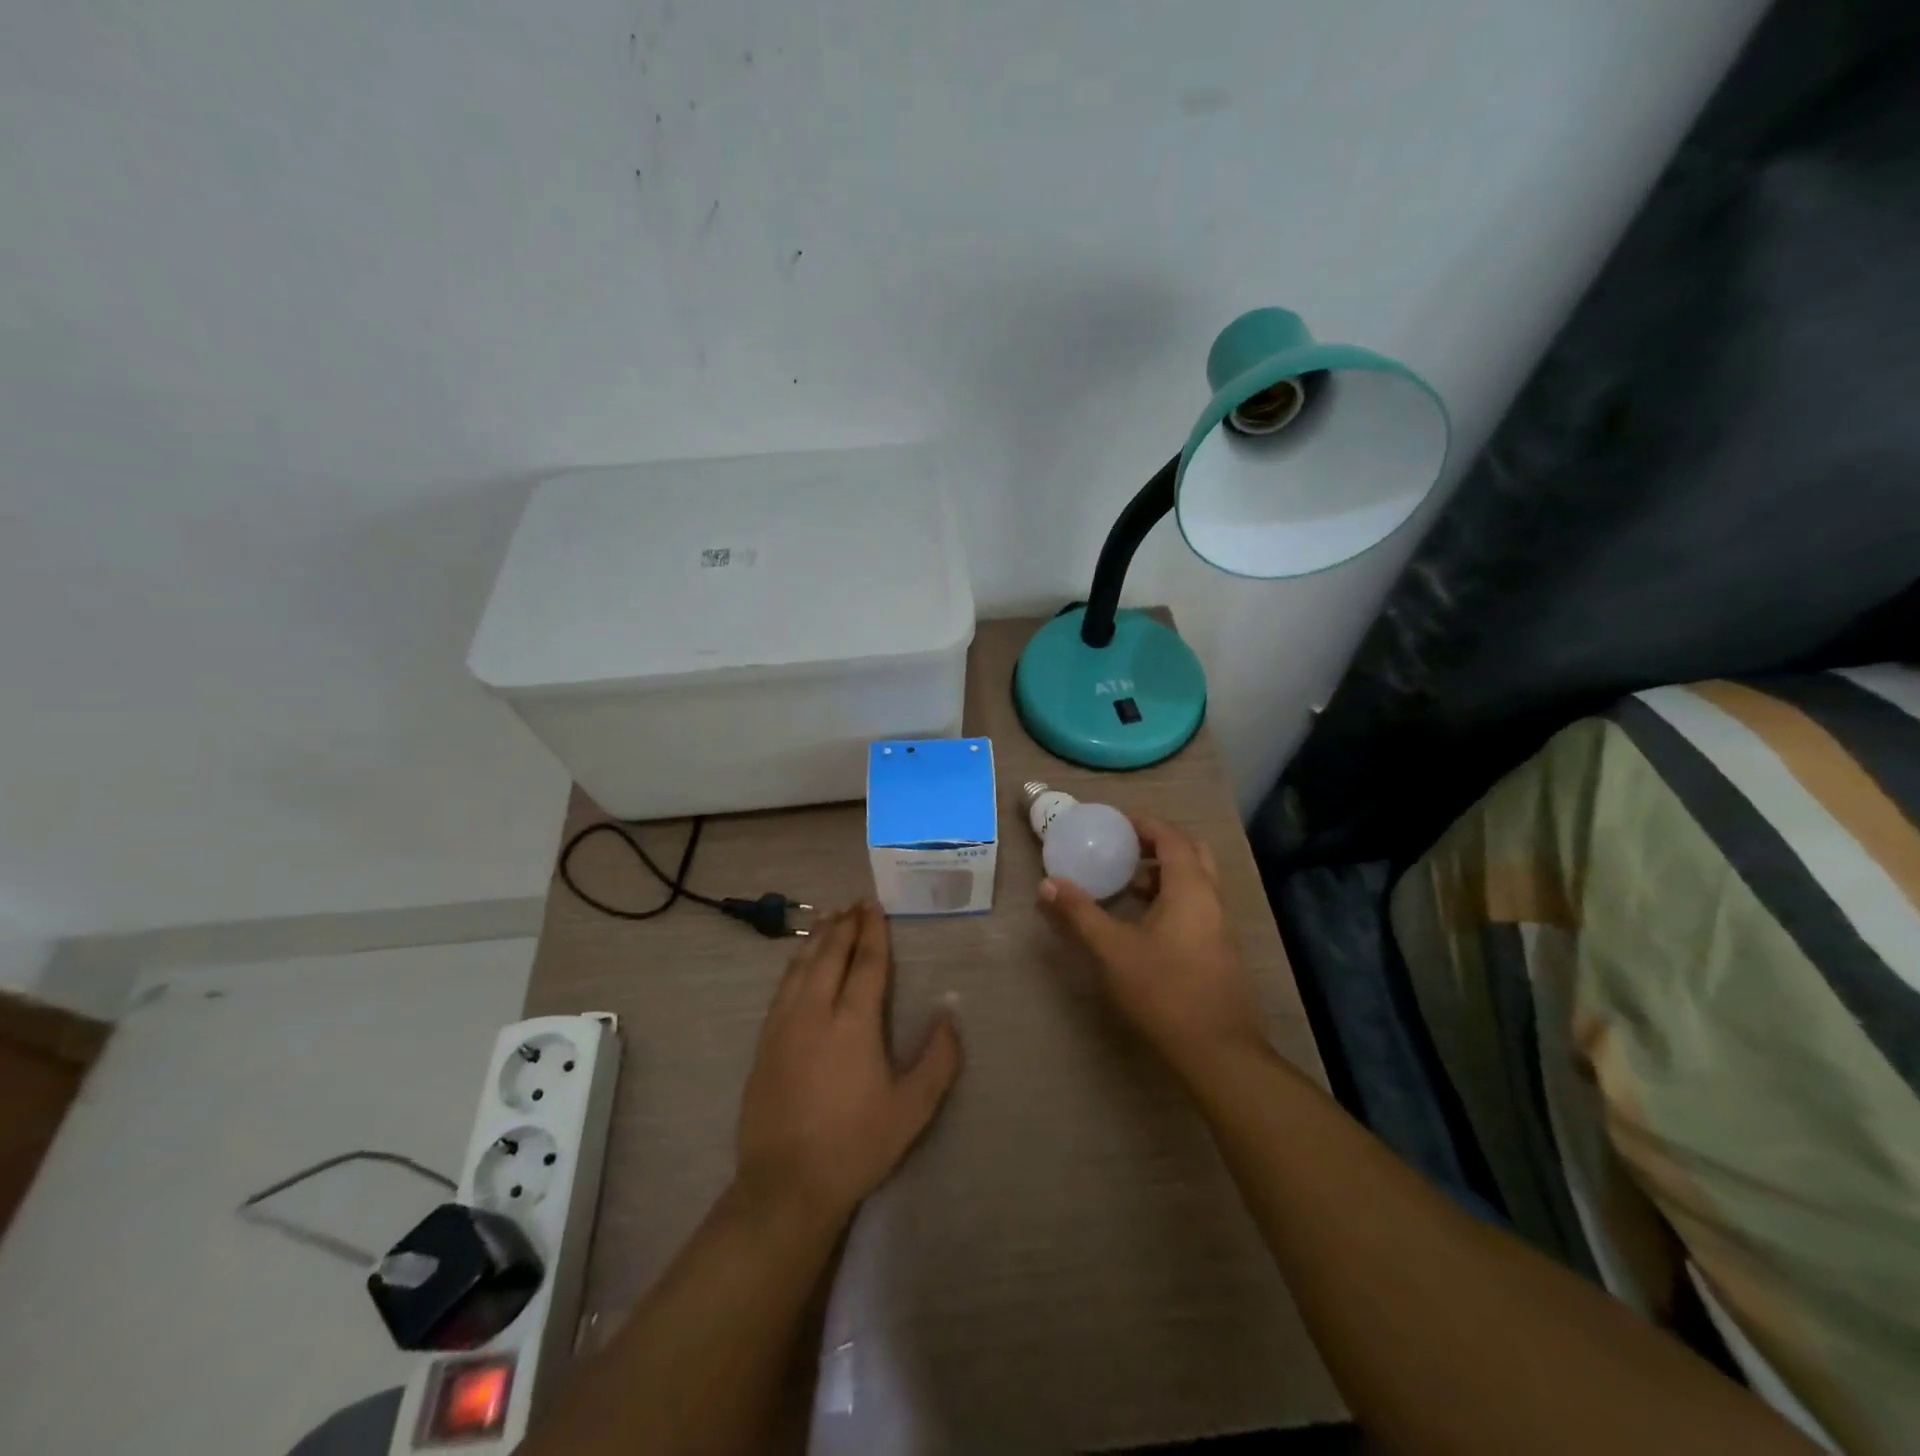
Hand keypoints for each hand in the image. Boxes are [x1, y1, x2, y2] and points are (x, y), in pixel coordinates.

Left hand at [735, 902, 962, 1229]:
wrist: (786, 1185)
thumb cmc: (856, 1145)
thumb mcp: (911, 1110)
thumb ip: (937, 1060)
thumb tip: (951, 1016)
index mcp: (853, 1024)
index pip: (866, 965)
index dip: (873, 933)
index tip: (874, 906)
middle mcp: (815, 1013)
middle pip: (829, 956)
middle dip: (844, 926)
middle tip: (855, 903)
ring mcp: (783, 1026)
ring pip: (800, 967)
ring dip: (817, 938)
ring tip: (829, 918)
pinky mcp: (764, 1043)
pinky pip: (782, 988)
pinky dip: (795, 964)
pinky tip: (799, 962)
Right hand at [1039, 815, 1266, 1081]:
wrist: (1217, 1050)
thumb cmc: (1164, 991)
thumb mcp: (1112, 950)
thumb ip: (1080, 914)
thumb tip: (1048, 884)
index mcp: (1191, 889)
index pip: (1171, 838)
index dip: (1144, 824)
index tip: (1115, 823)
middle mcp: (1212, 898)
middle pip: (1191, 852)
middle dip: (1158, 844)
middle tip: (1124, 848)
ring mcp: (1221, 925)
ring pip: (1196, 881)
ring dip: (1165, 873)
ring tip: (1127, 884)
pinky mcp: (1221, 948)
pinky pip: (1198, 904)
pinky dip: (1173, 897)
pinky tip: (1144, 922)